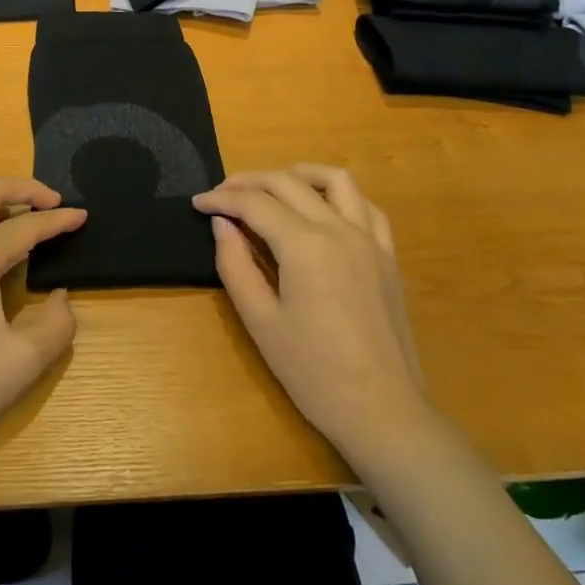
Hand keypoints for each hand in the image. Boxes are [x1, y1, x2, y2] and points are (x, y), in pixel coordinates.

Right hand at [193, 165, 435, 468]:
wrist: (382, 411)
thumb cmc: (313, 372)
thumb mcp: (260, 321)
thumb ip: (235, 265)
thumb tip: (221, 225)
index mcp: (304, 245)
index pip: (254, 204)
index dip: (221, 199)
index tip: (197, 203)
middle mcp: (339, 229)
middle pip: (288, 183)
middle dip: (249, 182)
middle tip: (222, 195)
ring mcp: (369, 239)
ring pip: (334, 180)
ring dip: (298, 174)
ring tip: (272, 186)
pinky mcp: (387, 255)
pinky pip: (366, 206)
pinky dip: (339, 195)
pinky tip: (322, 209)